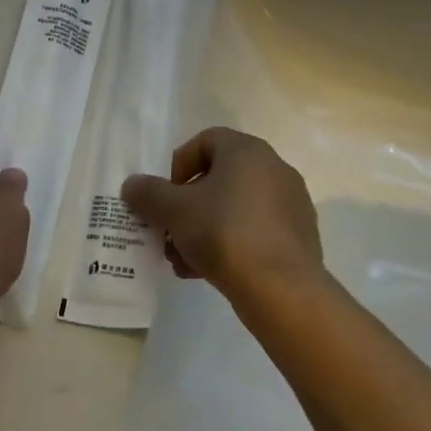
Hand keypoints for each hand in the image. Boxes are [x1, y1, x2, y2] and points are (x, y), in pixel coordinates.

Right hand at [122, 128, 322, 302]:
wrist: (281, 289)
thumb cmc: (224, 233)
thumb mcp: (174, 211)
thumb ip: (148, 193)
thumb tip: (132, 184)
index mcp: (246, 150)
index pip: (205, 141)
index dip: (179, 165)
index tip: (167, 196)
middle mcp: (273, 167)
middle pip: (219, 177)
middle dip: (189, 205)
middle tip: (171, 232)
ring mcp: (290, 203)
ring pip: (235, 208)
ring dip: (205, 228)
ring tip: (184, 260)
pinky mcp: (299, 236)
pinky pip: (256, 230)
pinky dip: (232, 244)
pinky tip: (210, 272)